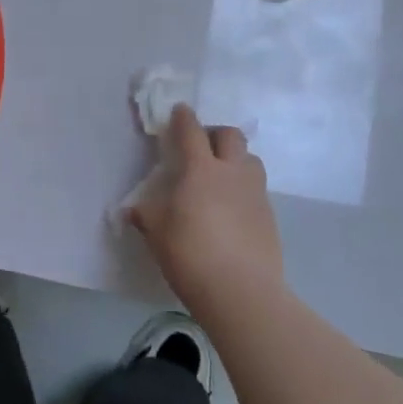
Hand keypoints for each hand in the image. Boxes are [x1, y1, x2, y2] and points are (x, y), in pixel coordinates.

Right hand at [126, 104, 284, 317]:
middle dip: (216, 133)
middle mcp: (232, 173)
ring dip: (236, 159)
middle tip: (202, 146)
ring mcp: (255, 194)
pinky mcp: (270, 217)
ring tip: (222, 176)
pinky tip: (233, 211)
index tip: (180, 111)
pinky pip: (257, 190)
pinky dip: (245, 190)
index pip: (192, 131)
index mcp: (201, 169)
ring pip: (250, 159)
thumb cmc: (191, 254)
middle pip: (231, 135)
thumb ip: (146, 215)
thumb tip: (132, 210)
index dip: (184, 118)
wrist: (242, 292)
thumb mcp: (157, 233)